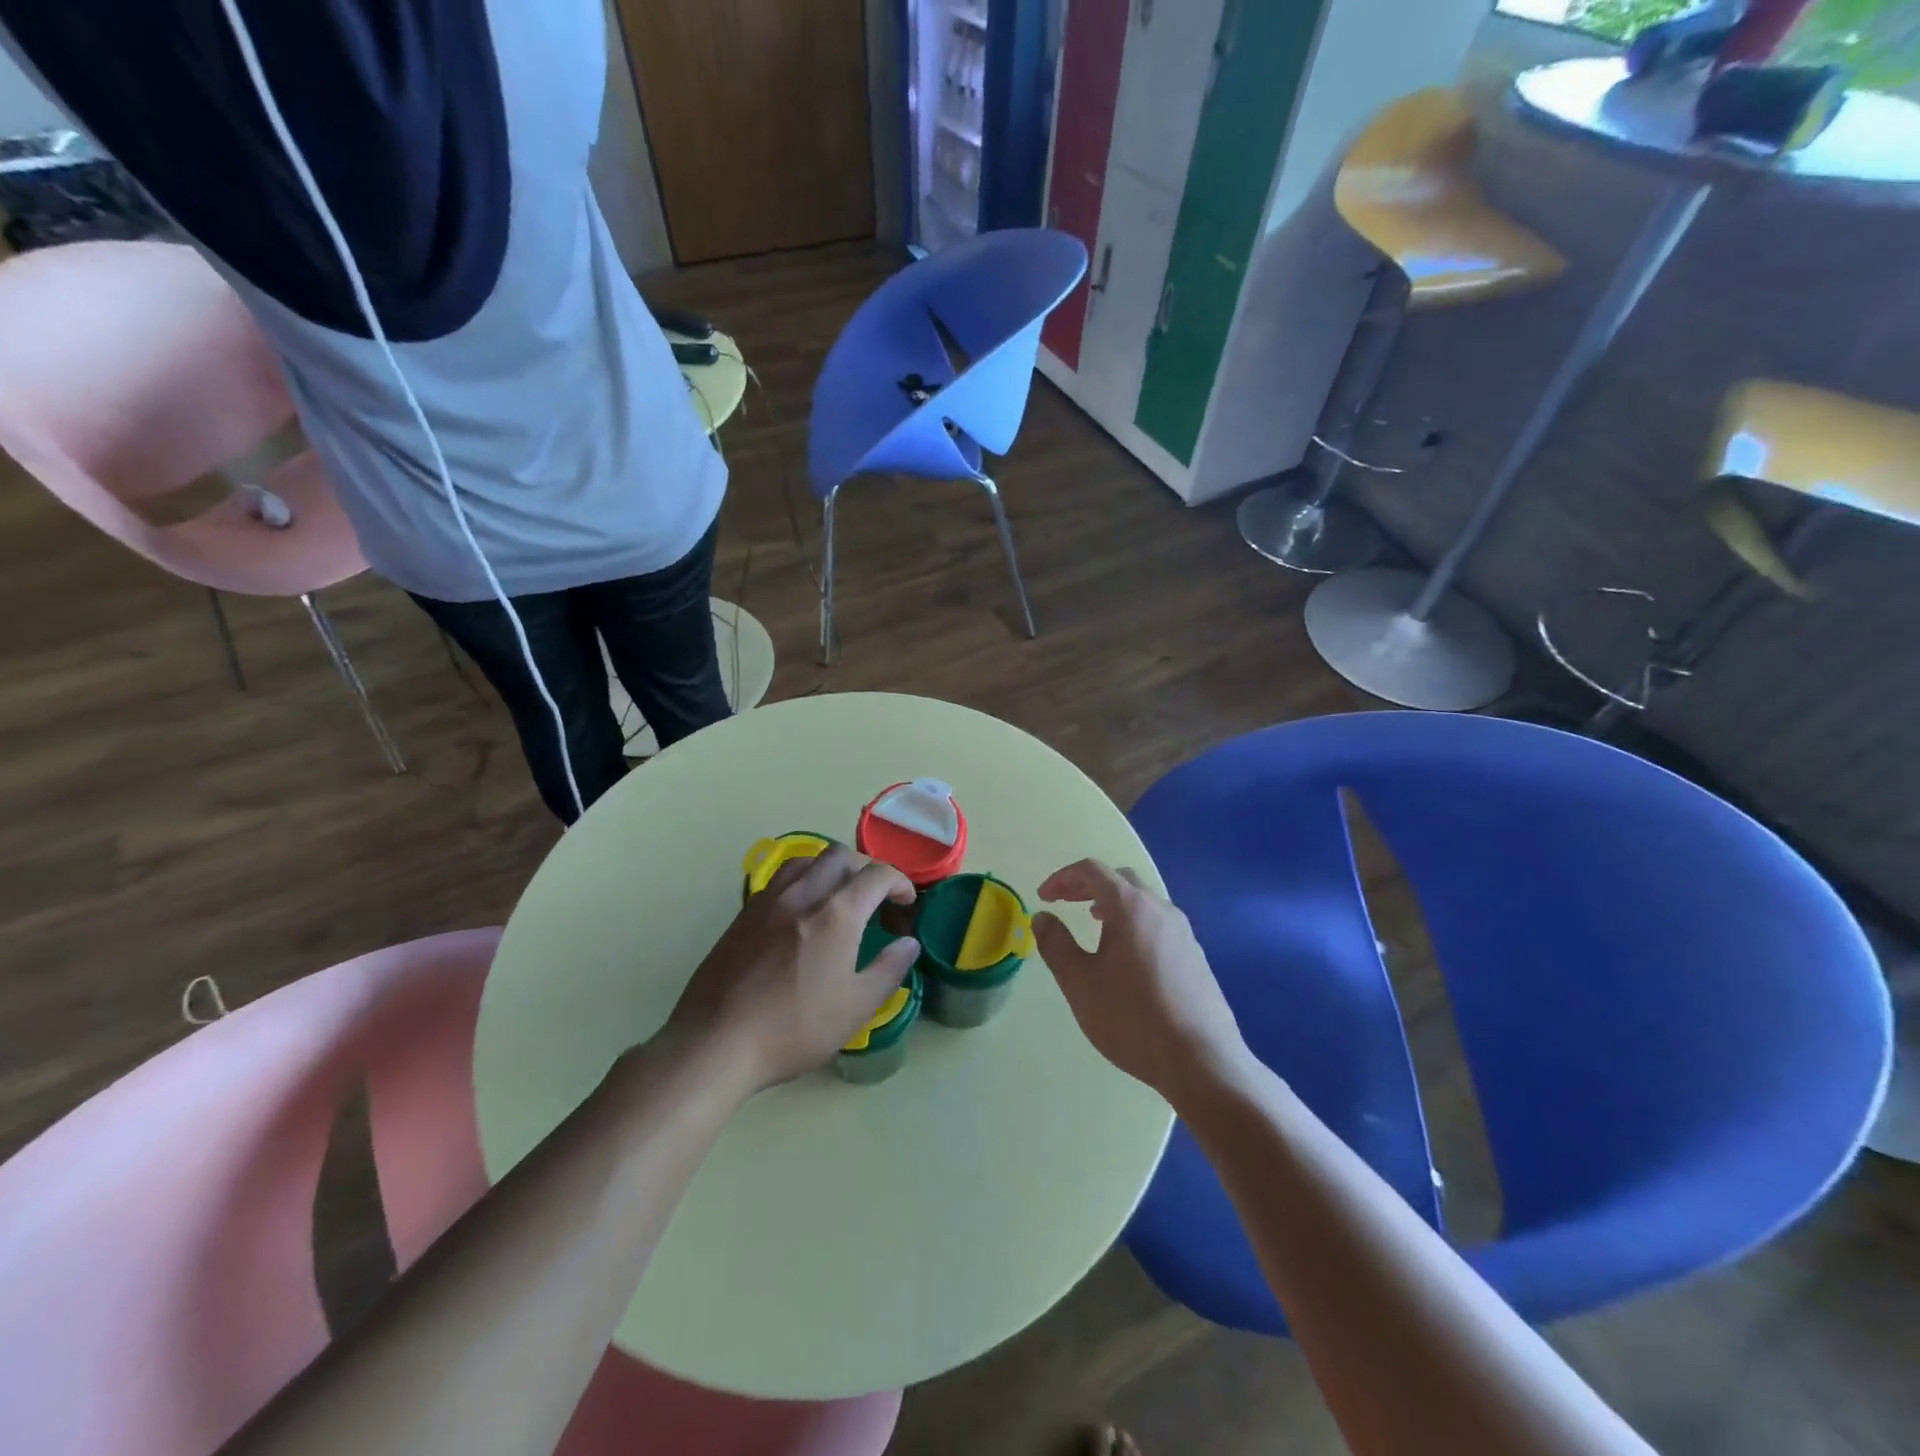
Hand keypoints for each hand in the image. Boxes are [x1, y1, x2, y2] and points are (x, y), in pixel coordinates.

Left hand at [666, 846, 919, 1093]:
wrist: (716, 1043)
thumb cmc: (793, 1029)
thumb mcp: (856, 1008)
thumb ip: (888, 970)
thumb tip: (908, 944)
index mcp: (836, 914)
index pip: (877, 875)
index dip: (900, 883)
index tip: (906, 903)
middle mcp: (803, 895)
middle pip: (841, 856)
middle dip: (867, 868)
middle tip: (876, 899)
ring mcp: (768, 901)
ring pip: (807, 860)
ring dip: (832, 869)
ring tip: (840, 897)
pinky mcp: (744, 914)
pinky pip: (781, 879)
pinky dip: (804, 881)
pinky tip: (802, 913)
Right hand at [1033, 859, 1248, 1101]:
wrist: (1201, 1060)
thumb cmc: (1132, 1018)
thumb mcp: (1080, 983)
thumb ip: (1056, 944)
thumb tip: (1043, 917)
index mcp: (1130, 907)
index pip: (1092, 870)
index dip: (1062, 878)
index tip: (1044, 897)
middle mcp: (1160, 909)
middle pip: (1120, 879)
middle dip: (1088, 885)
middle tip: (1065, 903)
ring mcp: (1183, 932)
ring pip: (1143, 901)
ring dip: (1113, 903)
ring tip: (1094, 923)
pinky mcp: (1195, 955)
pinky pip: (1158, 923)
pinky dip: (1133, 922)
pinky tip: (1127, 956)